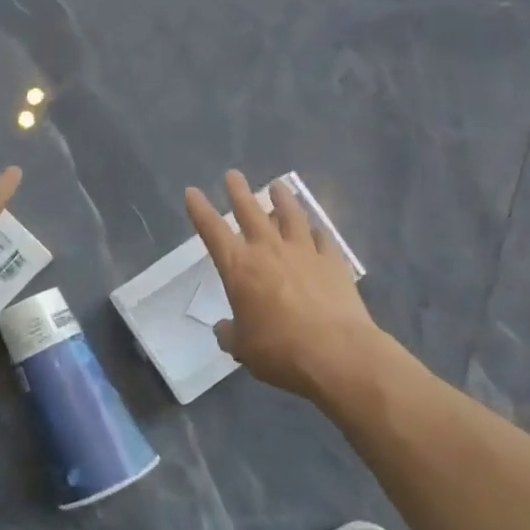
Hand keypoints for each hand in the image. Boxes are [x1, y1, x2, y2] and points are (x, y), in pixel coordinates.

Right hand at [185, 171, 388, 404]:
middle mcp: (269, 250)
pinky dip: (316, 230)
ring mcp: (304, 252)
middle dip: (239, 192)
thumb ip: (230, 333)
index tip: (192, 192)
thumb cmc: (280, 350)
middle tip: (233, 175)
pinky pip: (323, 238)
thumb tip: (224, 329)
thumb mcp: (243, 348)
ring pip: (291, 215)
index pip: (212, 231)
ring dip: (282, 198)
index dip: (200, 210)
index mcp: (239, 268)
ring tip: (278, 186)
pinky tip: (316, 228)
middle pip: (250, 211)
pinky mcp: (334, 262)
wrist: (337, 354)